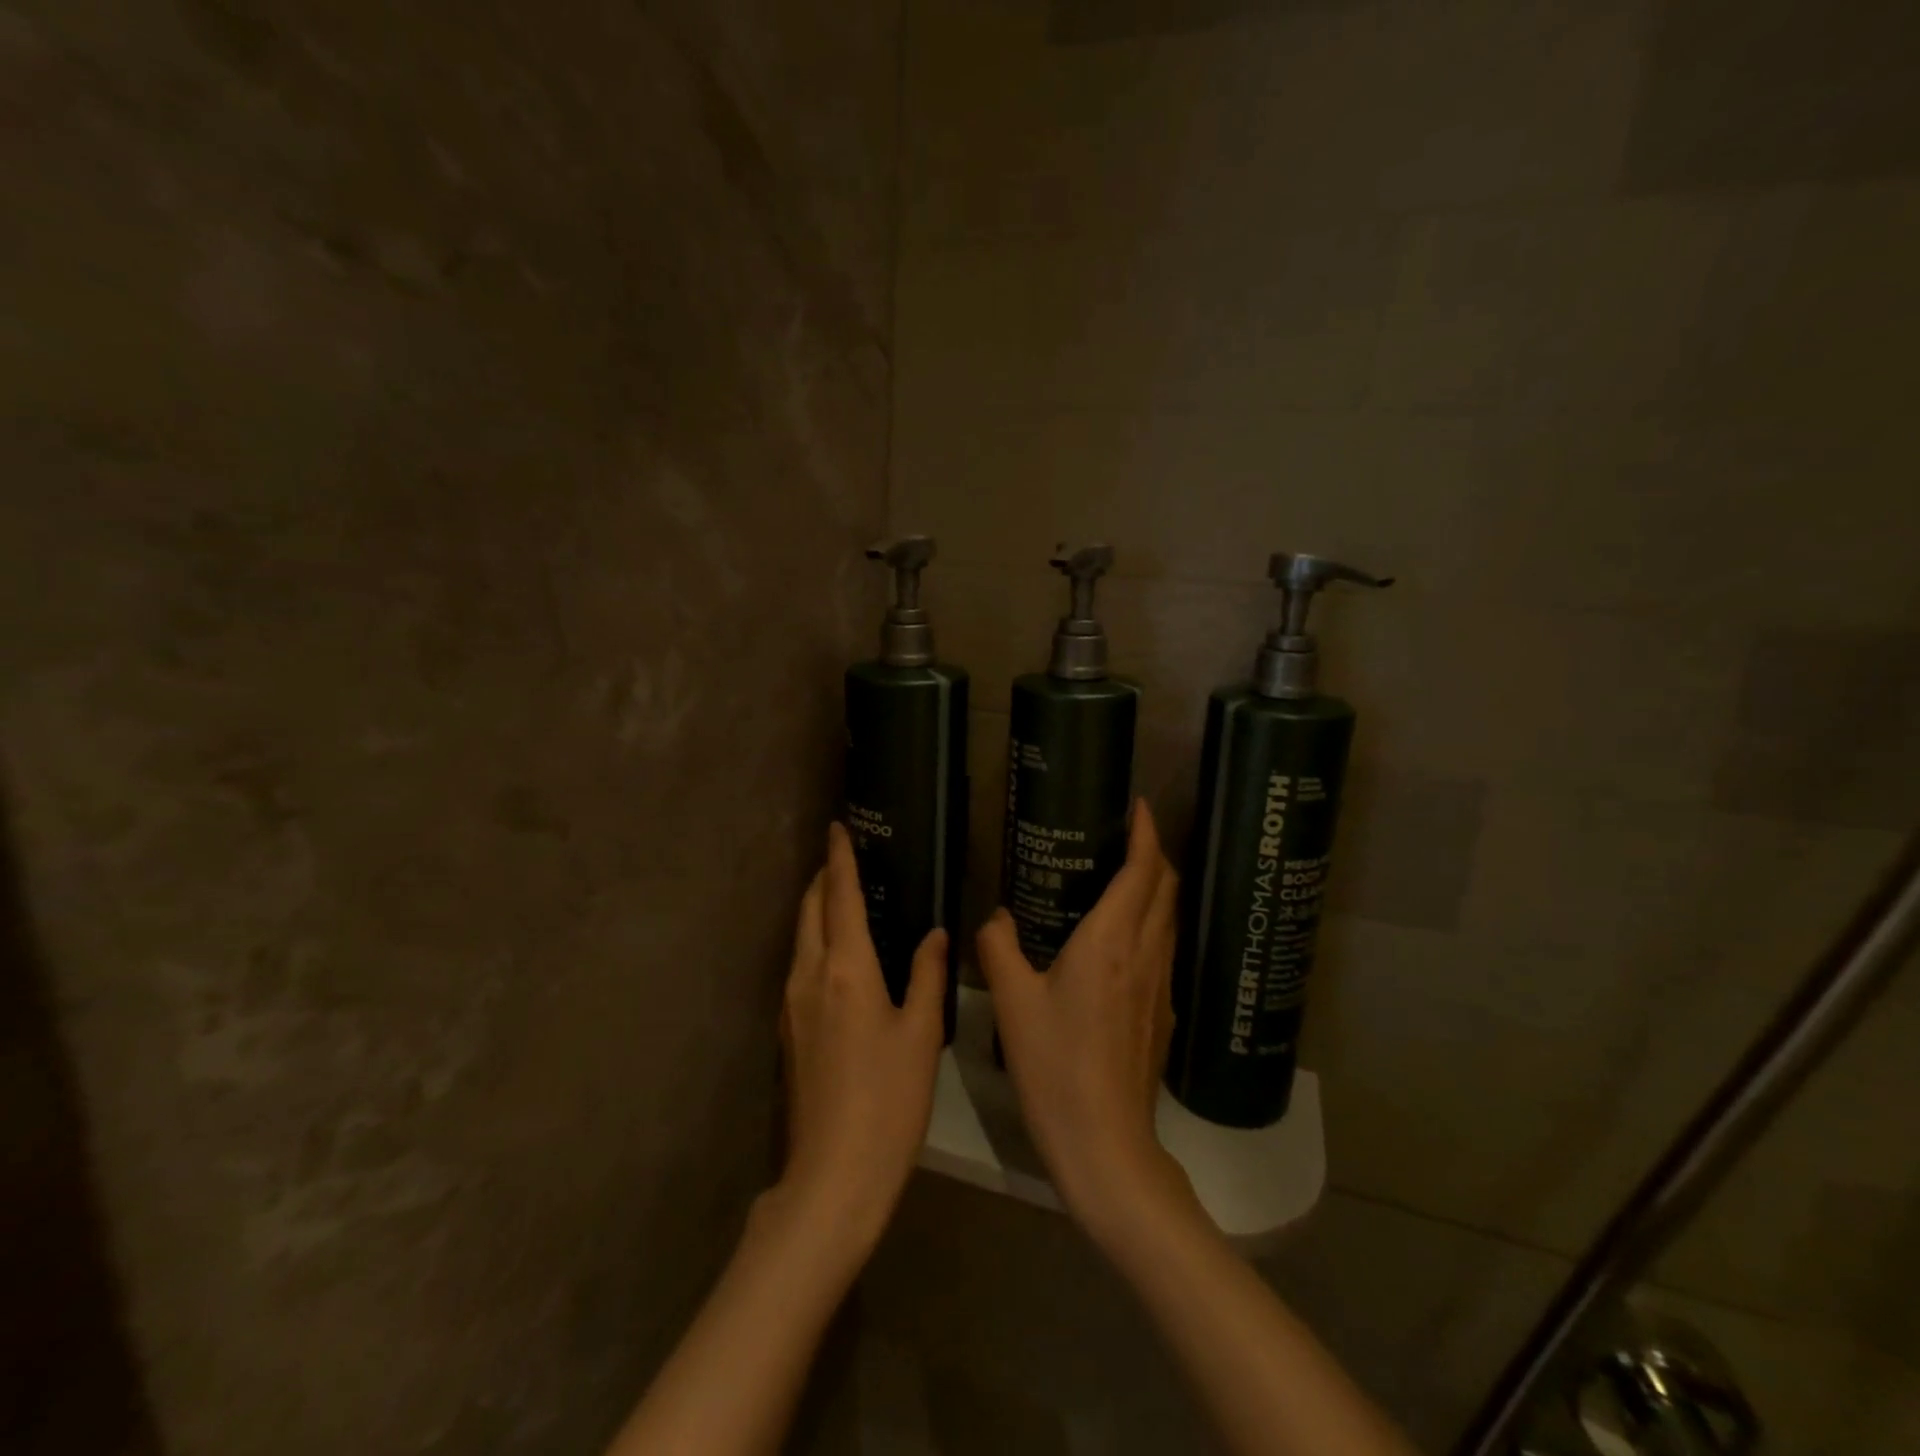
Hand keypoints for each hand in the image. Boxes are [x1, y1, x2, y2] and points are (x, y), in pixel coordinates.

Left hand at [777, 822, 946, 1248]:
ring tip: (845, 896)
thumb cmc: (888, 1100)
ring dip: (818, 907)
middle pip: (810, 909)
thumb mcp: (920, 1034)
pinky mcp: (789, 1028)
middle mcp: (810, 975)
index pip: (841, 896)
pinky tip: (840, 952)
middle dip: (825, 877)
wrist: (834, 1174)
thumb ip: (926, 975)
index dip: (840, 858)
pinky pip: (800, 963)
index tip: (839, 827)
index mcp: (846, 968)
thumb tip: (934, 934)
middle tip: (847, 857)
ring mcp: (793, 1003)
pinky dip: (816, 940)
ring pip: (801, 936)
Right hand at [977, 800, 1197, 1242]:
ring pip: (1170, 919)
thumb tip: (996, 917)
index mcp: (1111, 941)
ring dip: (1157, 889)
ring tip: (1127, 877)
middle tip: (1128, 837)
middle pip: (1166, 888)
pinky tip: (1126, 940)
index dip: (1147, 833)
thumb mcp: (1013, 1002)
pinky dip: (1154, 925)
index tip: (1140, 807)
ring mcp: (1161, 985)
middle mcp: (1145, 953)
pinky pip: (1165, 949)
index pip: (1143, 871)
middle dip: (1155, 854)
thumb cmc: (1055, 1064)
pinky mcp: (1165, 1013)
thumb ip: (999, 949)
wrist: (1106, 1142)